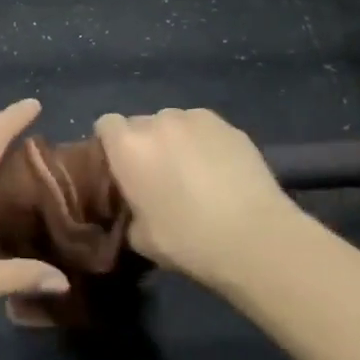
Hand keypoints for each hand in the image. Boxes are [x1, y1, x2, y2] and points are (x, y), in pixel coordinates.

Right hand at [94, 108, 303, 284]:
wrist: (253, 237)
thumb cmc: (187, 240)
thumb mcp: (139, 237)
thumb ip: (129, 210)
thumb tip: (136, 205)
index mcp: (128, 146)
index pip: (106, 125)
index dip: (111, 145)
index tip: (121, 168)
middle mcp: (158, 122)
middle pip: (141, 123)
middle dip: (145, 143)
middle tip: (159, 175)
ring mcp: (196, 119)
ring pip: (175, 123)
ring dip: (176, 141)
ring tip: (194, 172)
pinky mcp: (230, 126)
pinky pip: (205, 129)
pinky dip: (206, 144)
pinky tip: (221, 172)